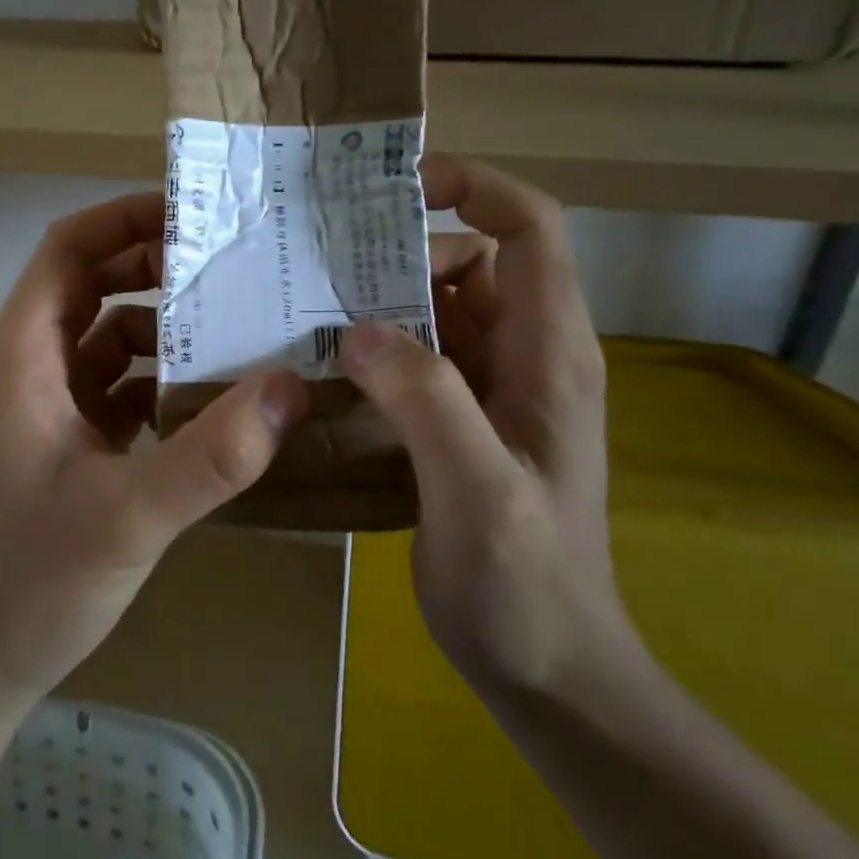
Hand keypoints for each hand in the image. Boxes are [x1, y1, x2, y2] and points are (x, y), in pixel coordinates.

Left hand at [0, 191, 308, 714]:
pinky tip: (216, 399)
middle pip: (93, 285)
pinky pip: (118, 386)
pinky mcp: (66, 440)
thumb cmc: (32, 578)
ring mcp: (46, 403)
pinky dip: (162, 380)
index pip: (69, 249)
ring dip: (168, 330)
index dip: (126, 219)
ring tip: (242, 329)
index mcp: (23, 352)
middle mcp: (28, 363)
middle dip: (159, 270)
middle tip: (237, 269)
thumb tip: (292, 386)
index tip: (197, 215)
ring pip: (110, 337)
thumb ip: (214, 454)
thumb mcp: (129, 514)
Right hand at [340, 157, 637, 696]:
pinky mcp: (460, 420)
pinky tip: (324, 369)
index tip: (397, 188)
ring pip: (436, 308)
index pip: (529, 229)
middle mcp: (525, 355)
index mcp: (548, 353)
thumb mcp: (478, 491)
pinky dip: (374, 347)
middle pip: (469, 261)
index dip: (473, 187)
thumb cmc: (526, 586)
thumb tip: (358, 328)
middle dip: (401, 253)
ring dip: (379, 302)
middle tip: (323, 271)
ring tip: (308, 314)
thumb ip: (426, 400)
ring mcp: (492, 389)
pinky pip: (416, 356)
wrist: (550, 671)